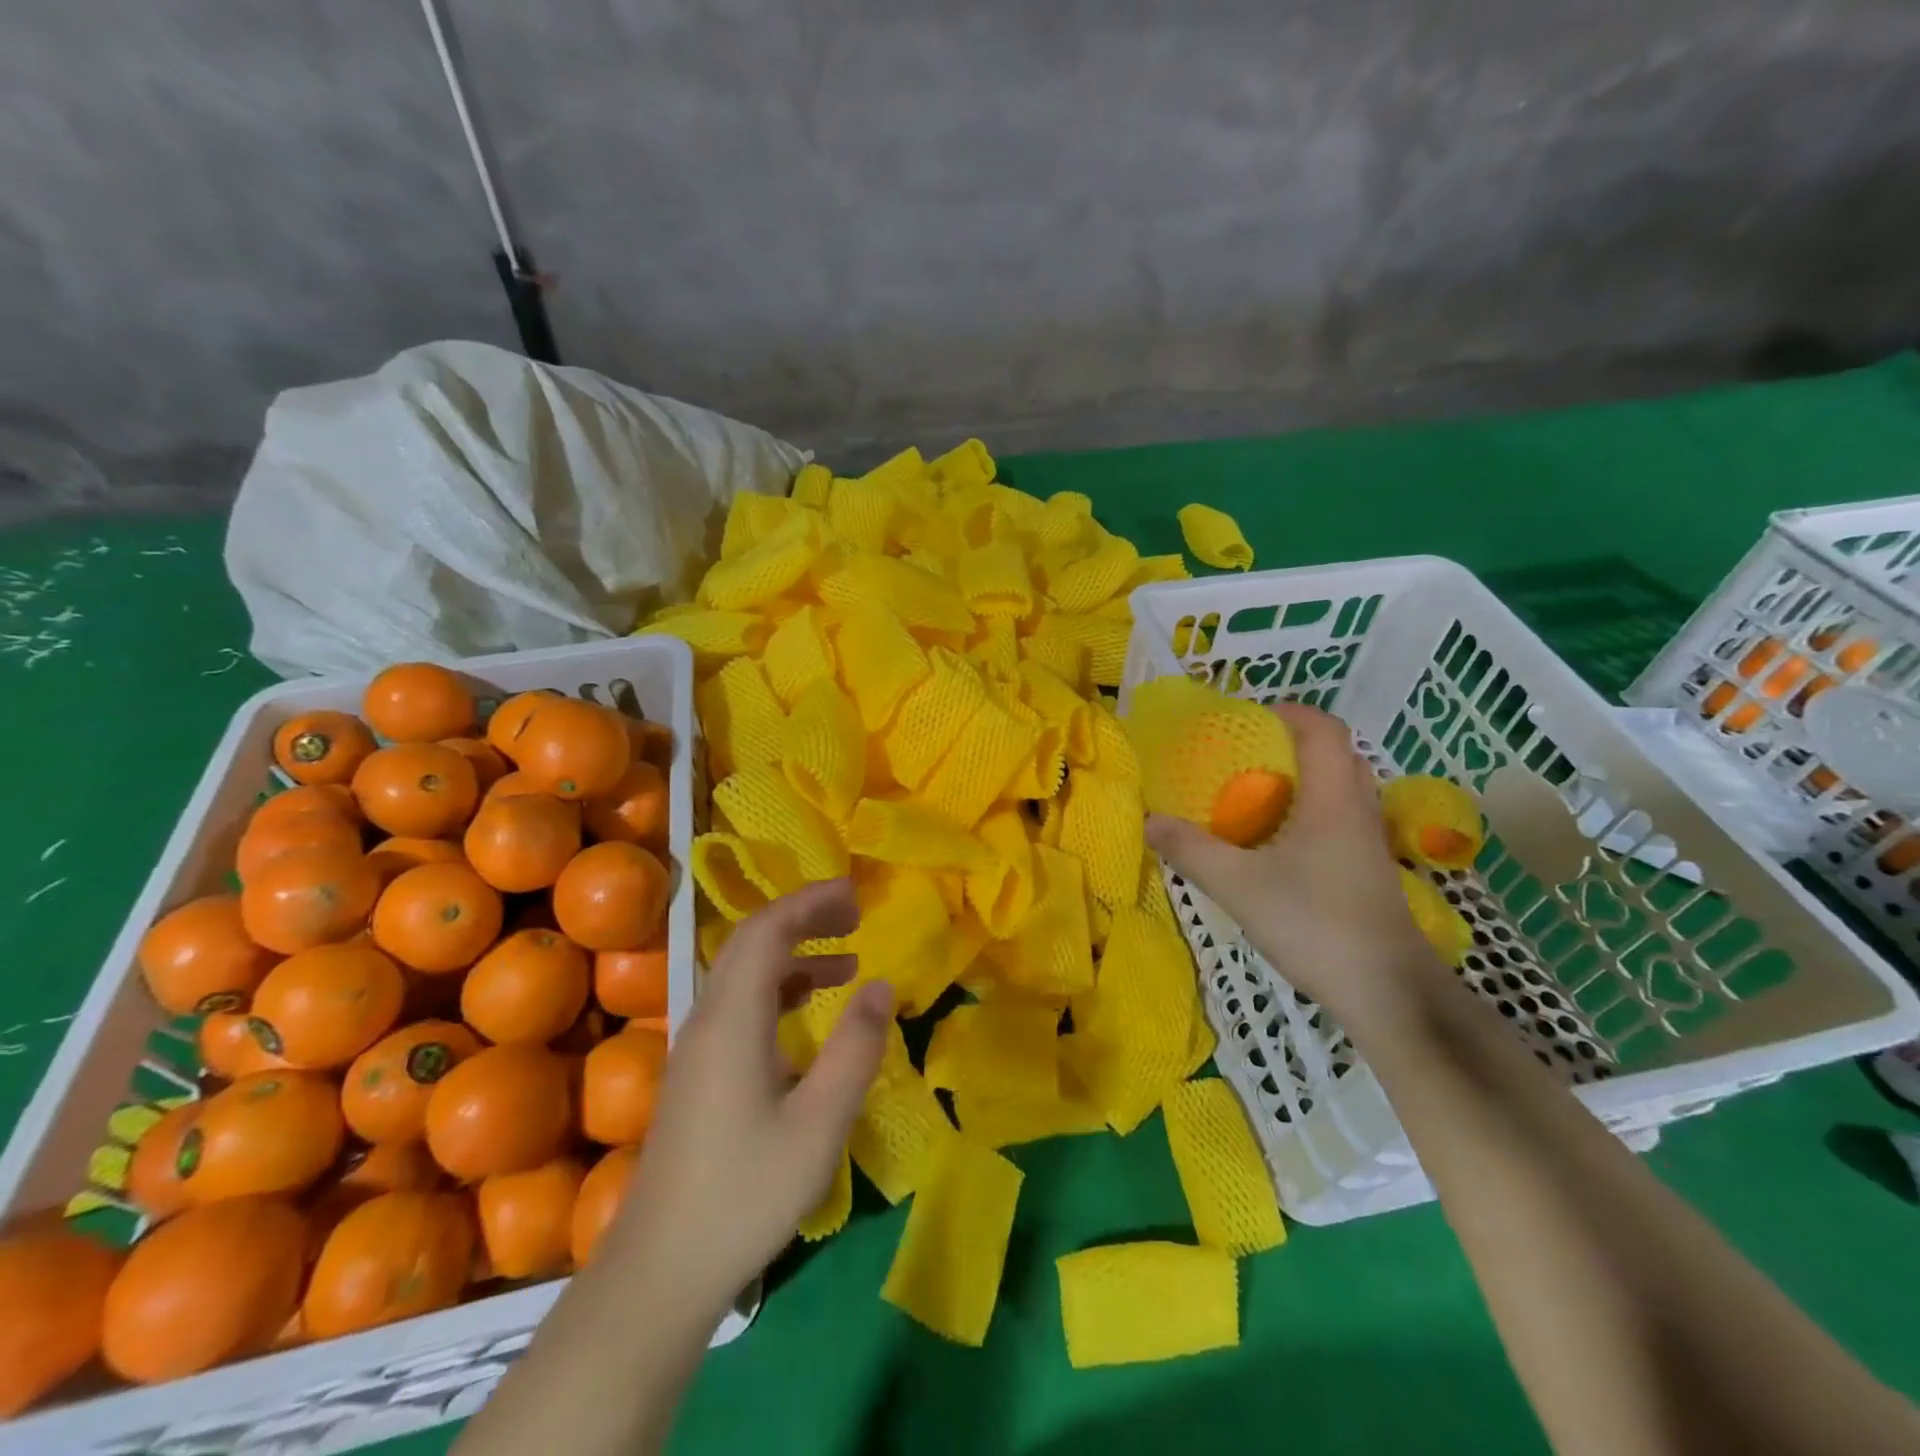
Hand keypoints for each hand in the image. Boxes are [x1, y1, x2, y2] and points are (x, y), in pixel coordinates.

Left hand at [598, 879, 892, 1323]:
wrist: (660, 1271)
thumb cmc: (746, 1192)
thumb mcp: (819, 1122)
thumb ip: (854, 1048)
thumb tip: (881, 984)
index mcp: (732, 1018)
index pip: (766, 931)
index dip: (809, 902)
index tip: (854, 893)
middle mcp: (707, 1018)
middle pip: (751, 942)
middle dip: (803, 918)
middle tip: (854, 915)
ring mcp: (697, 1046)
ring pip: (744, 974)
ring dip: (793, 955)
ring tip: (846, 961)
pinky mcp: (697, 1072)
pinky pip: (740, 1004)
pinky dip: (779, 990)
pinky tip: (809, 1013)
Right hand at [1144, 702, 1444, 1037]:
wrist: (1388, 993)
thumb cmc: (1315, 924)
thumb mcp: (1239, 886)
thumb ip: (1192, 850)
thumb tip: (1151, 820)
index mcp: (1333, 798)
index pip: (1323, 729)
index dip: (1288, 712)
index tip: (1247, 719)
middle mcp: (1358, 809)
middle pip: (1335, 754)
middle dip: (1291, 745)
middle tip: (1246, 757)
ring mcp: (1368, 841)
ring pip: (1341, 788)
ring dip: (1303, 779)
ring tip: (1256, 795)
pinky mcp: (1368, 870)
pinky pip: (1340, 818)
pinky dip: (1310, 811)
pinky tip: (1277, 844)